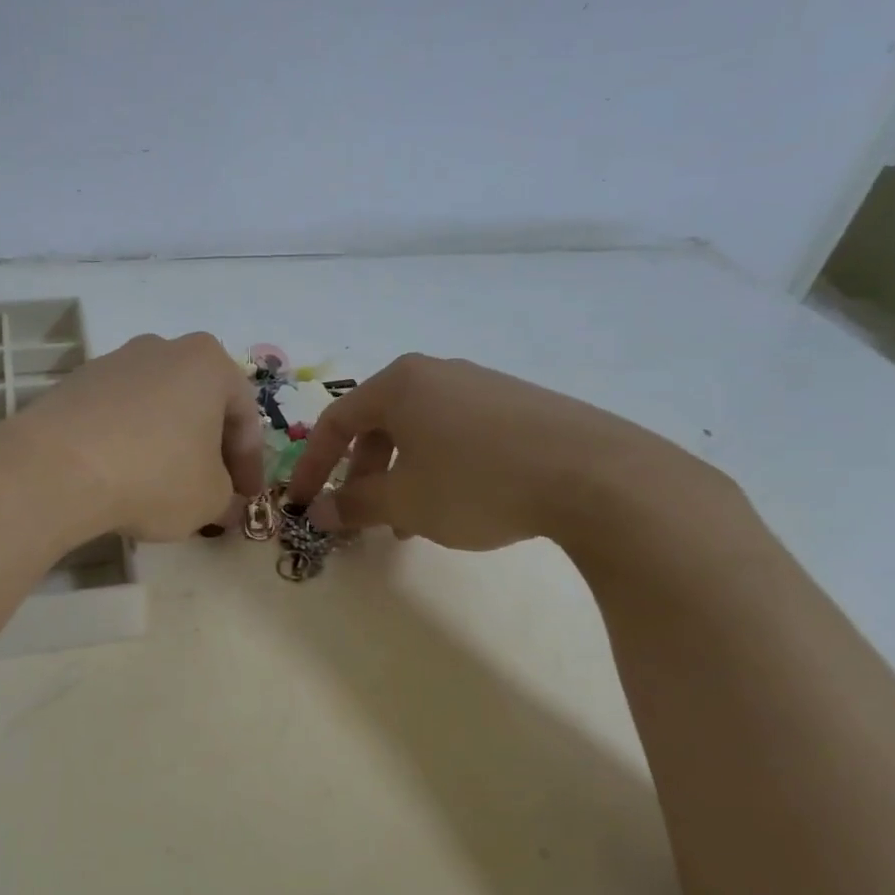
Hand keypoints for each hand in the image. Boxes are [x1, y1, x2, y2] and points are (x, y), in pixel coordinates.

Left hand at [9, 332, 263, 541]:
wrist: (56, 468)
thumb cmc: (155, 475)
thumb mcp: (210, 499)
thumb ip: (227, 497)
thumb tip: (224, 502)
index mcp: (209, 363)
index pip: (245, 418)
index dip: (250, 464)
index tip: (247, 498)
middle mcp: (163, 349)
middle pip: (200, 405)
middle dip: (209, 449)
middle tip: (212, 490)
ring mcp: (114, 362)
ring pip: (158, 408)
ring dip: (169, 444)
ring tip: (164, 487)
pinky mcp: (75, 384)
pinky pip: (119, 416)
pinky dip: (130, 443)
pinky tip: (123, 477)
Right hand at [286, 353, 708, 550]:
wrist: (594, 475)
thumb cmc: (476, 482)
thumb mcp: (405, 501)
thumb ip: (353, 504)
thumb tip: (316, 512)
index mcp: (400, 384)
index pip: (336, 421)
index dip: (312, 466)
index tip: (301, 503)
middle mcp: (437, 373)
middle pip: (379, 423)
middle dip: (362, 473)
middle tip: (362, 514)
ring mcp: (482, 385)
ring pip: (420, 431)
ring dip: (402, 475)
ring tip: (411, 522)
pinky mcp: (520, 404)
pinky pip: (459, 433)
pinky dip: (440, 467)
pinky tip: (460, 504)